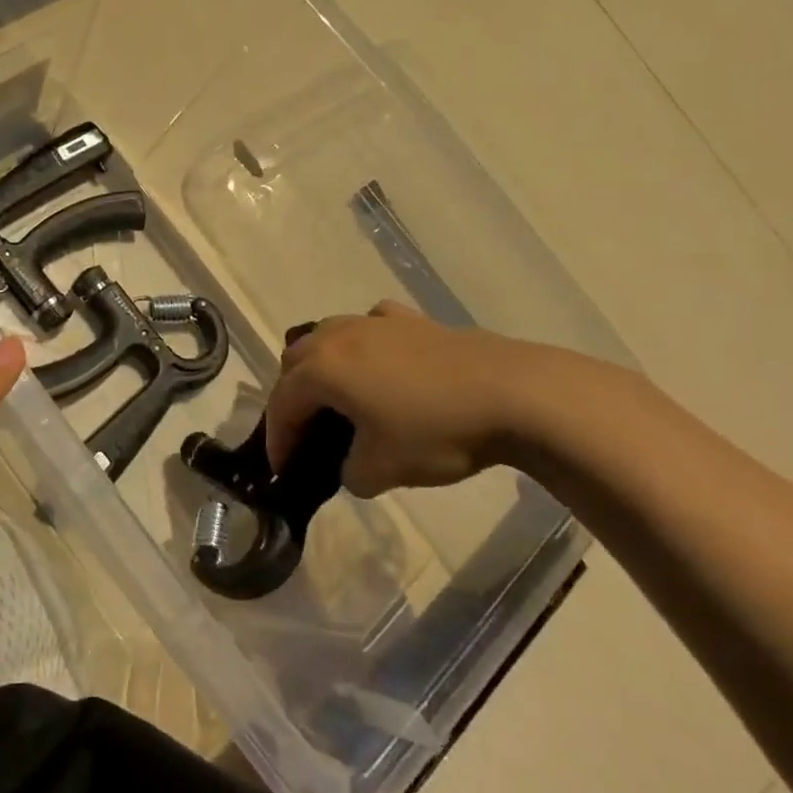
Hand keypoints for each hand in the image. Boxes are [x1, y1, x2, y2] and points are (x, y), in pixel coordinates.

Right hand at [264, 301, 538, 493]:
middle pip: (295, 361)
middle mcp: (338, 337)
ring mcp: (375, 322)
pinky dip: (363, 344)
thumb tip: (351, 465)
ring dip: (321, 364)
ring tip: (337, 395)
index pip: (282, 404)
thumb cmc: (437, 431)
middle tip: (306, 431)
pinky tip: (381, 363)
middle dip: (292, 397)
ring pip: (327, 335)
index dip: (278, 440)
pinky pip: (370, 325)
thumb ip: (349, 473)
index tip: (283, 470)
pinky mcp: (411, 320)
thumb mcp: (382, 470)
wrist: (514, 395)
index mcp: (322, 370)